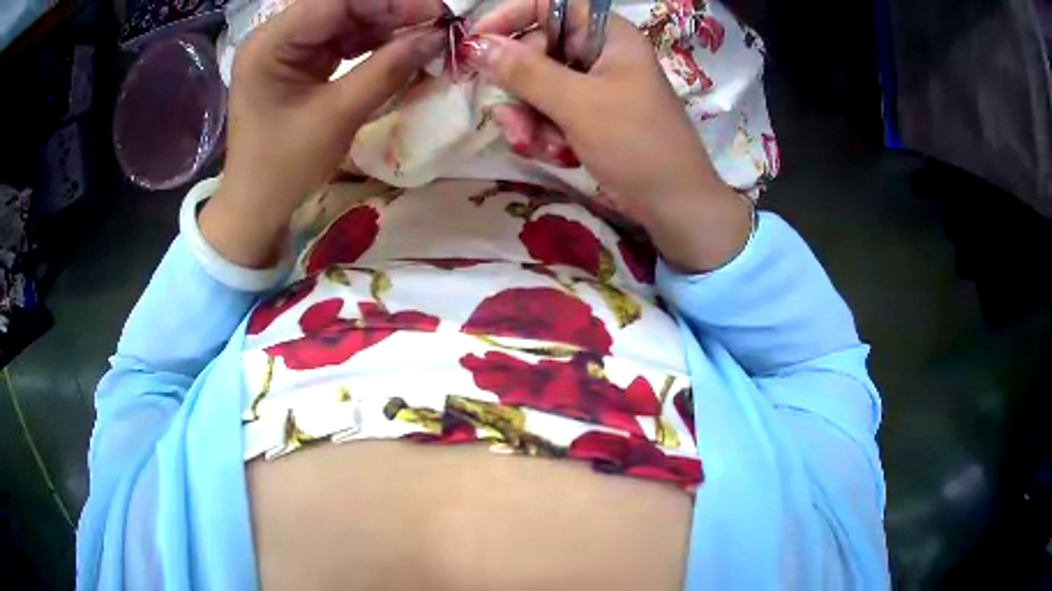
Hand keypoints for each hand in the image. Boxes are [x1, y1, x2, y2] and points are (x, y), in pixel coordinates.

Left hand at [201, 0, 443, 267]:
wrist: (257, 207)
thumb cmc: (284, 168)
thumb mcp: (337, 117)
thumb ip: (387, 70)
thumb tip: (438, 38)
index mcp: (269, 43)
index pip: (335, 2)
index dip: (390, 1)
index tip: (438, 12)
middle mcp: (276, 36)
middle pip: (342, 6)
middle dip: (392, 11)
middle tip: (439, 23)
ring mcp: (288, 47)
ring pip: (347, 20)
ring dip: (388, 25)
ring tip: (429, 34)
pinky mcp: (301, 61)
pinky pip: (344, 40)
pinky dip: (375, 43)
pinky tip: (404, 46)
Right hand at [469, 0, 751, 271]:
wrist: (674, 206)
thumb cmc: (637, 145)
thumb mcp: (578, 104)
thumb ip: (524, 72)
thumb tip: (476, 44)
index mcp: (607, 35)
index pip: (550, 5)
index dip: (511, 17)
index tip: (478, 43)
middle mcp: (599, 53)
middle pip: (536, 51)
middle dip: (519, 90)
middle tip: (512, 120)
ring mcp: (595, 86)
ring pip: (538, 87)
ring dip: (530, 119)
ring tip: (540, 148)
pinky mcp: (591, 115)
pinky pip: (550, 112)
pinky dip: (546, 134)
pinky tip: (558, 156)